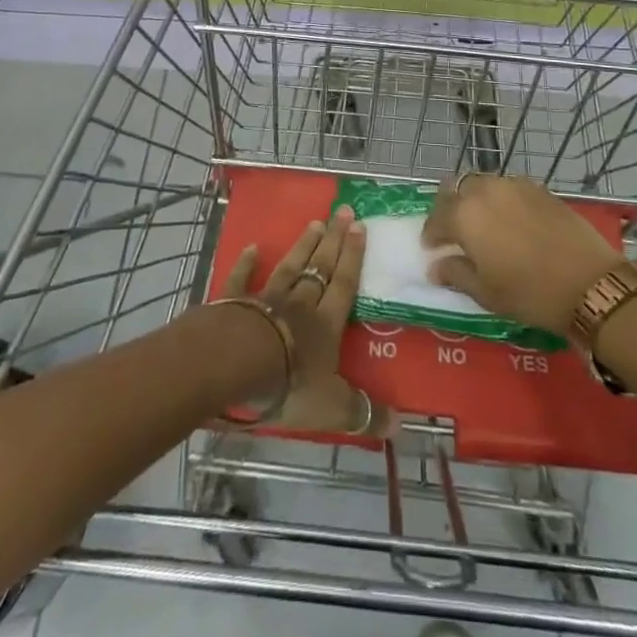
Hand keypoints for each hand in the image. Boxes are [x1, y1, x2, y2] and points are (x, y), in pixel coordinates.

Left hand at [219, 207, 391, 436]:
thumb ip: (363, 413)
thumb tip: (400, 426)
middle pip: (319, 267)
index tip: (360, 226)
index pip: (344, 284)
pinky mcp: (235, 303)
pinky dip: (247, 264)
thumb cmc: (289, 384)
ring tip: (314, 223)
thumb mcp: (332, 407)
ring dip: (302, 246)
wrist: (237, 364)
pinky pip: (242, 280)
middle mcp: (300, 304)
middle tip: (343, 211)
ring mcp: (266, 299)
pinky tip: (252, 247)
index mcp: (325, 324)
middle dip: (333, 240)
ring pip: (289, 267)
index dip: (353, 256)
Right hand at [421, 174, 623, 337]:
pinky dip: (500, 199)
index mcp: (465, 215)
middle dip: (450, 208)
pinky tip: (510, 221)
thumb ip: (455, 274)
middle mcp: (485, 190)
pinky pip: (508, 187)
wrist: (589, 282)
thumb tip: (435, 266)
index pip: (436, 218)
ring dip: (475, 200)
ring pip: (483, 184)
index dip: (431, 234)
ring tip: (483, 224)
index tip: (432, 249)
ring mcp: (514, 185)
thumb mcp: (486, 292)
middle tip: (454, 232)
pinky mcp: (538, 188)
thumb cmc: (530, 293)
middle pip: (457, 189)